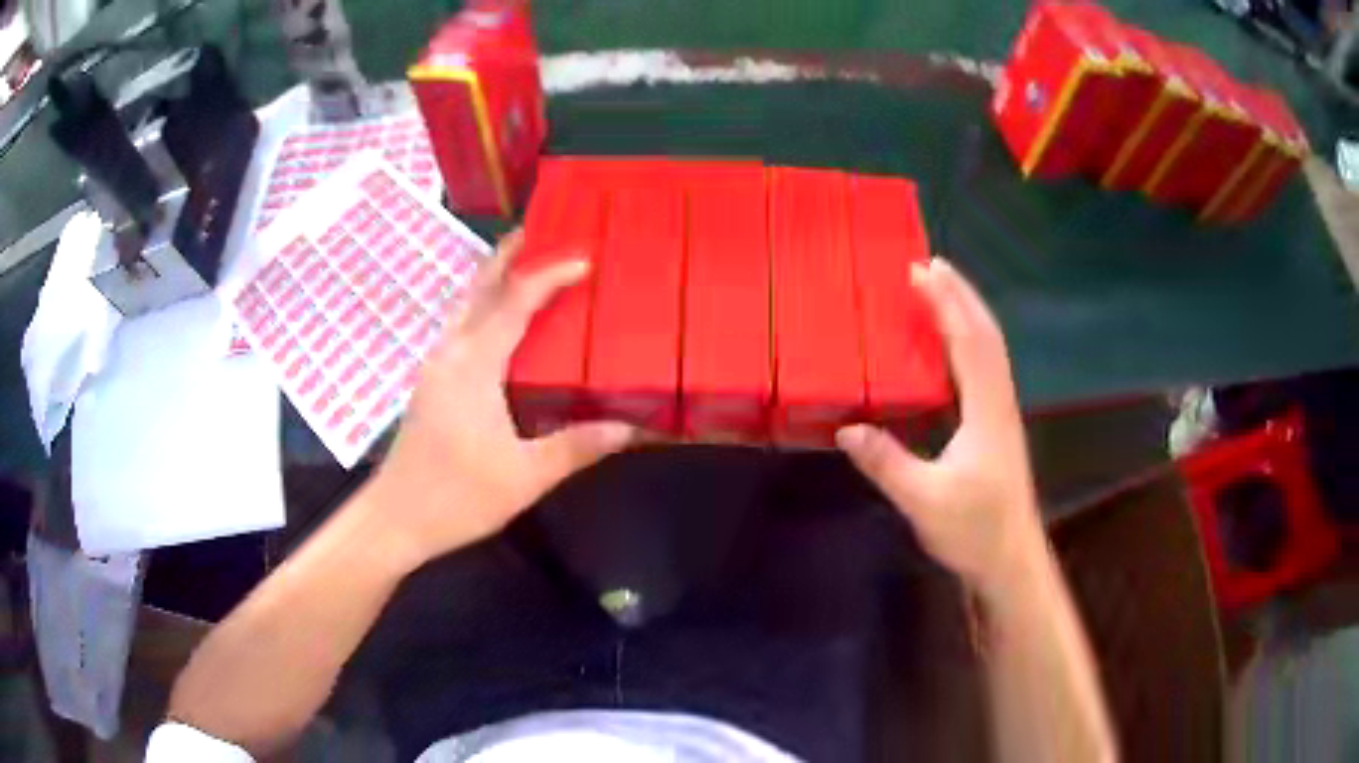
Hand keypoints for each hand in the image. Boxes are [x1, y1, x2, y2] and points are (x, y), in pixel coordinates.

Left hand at [364, 230, 636, 566]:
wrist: (395, 518)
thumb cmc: (457, 496)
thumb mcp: (525, 476)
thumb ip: (577, 447)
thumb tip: (630, 428)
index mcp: (473, 366)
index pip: (514, 303)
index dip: (548, 276)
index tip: (583, 259)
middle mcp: (450, 354)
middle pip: (477, 290)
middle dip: (505, 257)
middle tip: (535, 232)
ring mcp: (434, 368)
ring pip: (463, 308)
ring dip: (490, 281)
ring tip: (519, 267)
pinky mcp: (429, 386)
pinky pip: (458, 330)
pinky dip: (480, 310)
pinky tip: (495, 325)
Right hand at [836, 258, 1045, 598]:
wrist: (1011, 560)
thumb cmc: (973, 530)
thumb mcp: (924, 500)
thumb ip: (887, 464)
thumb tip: (847, 428)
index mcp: (986, 411)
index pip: (969, 342)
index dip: (947, 304)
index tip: (921, 271)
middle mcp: (999, 402)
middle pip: (986, 335)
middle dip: (960, 295)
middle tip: (931, 264)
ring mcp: (1001, 414)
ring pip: (990, 349)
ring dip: (967, 313)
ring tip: (941, 291)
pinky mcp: (997, 426)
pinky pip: (985, 368)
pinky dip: (968, 341)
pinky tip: (951, 346)